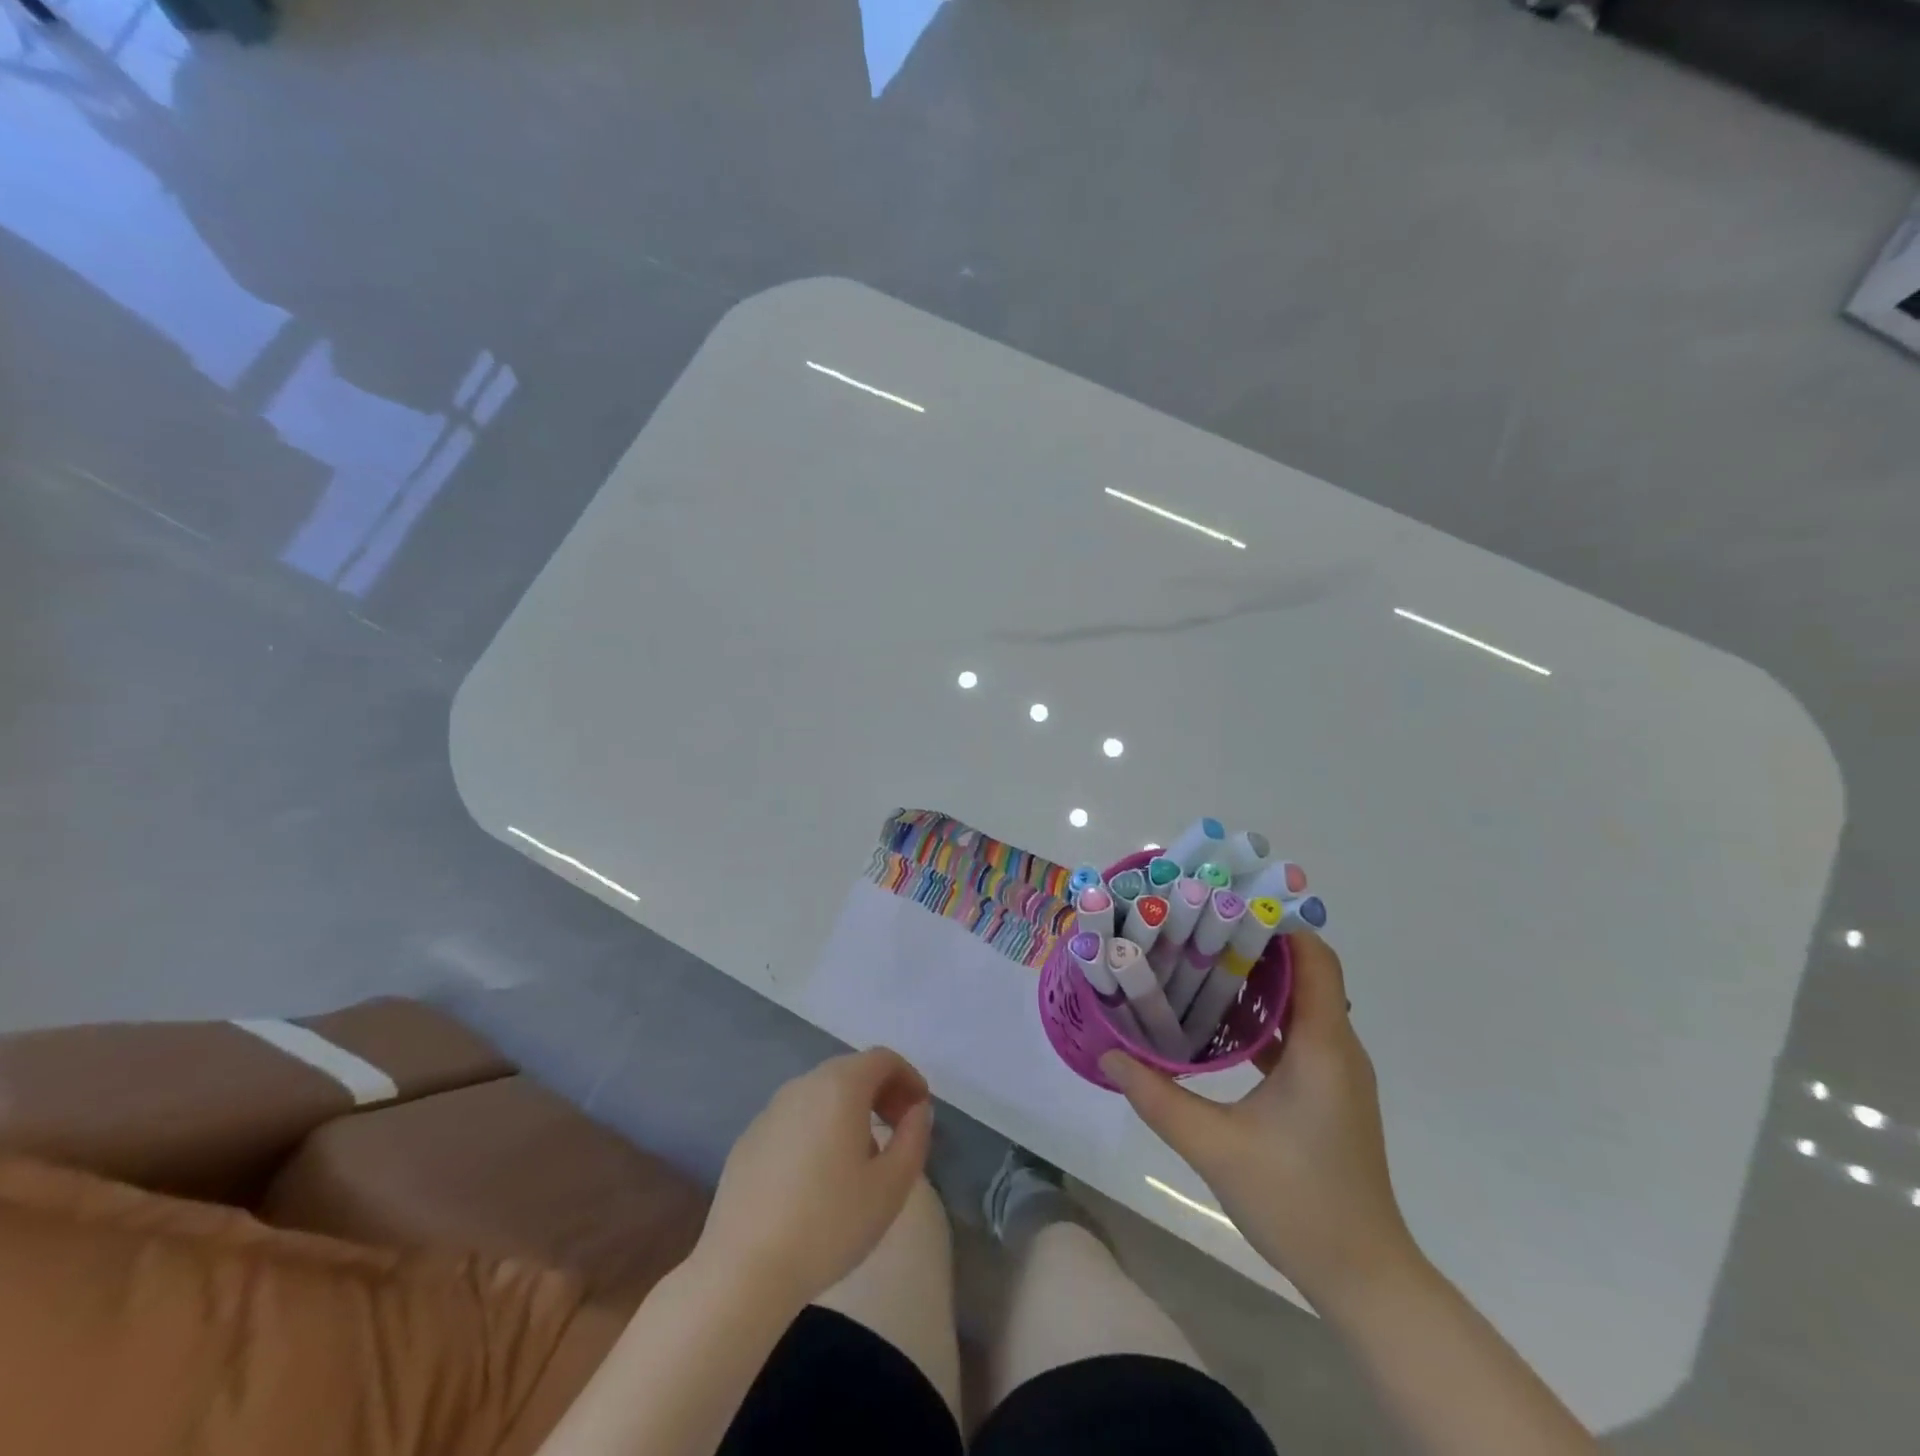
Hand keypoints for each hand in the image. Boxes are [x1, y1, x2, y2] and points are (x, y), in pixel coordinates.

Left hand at [698, 1048, 933, 1308]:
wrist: (743, 1271)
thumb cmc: (829, 1224)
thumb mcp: (891, 1186)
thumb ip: (914, 1137)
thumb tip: (917, 1110)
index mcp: (840, 1086)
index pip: (882, 1059)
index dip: (908, 1077)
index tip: (920, 1111)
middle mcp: (803, 1085)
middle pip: (851, 1071)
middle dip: (881, 1092)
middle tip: (898, 1129)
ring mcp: (771, 1110)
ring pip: (821, 1094)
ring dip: (850, 1111)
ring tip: (862, 1158)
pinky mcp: (749, 1139)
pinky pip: (795, 1119)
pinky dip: (818, 1128)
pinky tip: (818, 1176)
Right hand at [1101, 933, 1416, 1315]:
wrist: (1363, 1277)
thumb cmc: (1296, 1203)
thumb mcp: (1215, 1148)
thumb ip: (1158, 1098)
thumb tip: (1109, 1054)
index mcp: (1322, 1046)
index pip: (1313, 959)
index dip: (1275, 924)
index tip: (1223, 905)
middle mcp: (1338, 1047)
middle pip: (1306, 971)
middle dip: (1254, 944)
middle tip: (1196, 928)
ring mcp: (1337, 1071)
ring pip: (1302, 1001)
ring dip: (1258, 979)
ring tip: (1199, 962)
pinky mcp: (1330, 1091)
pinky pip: (1299, 1032)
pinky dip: (1265, 1015)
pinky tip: (1221, 1021)